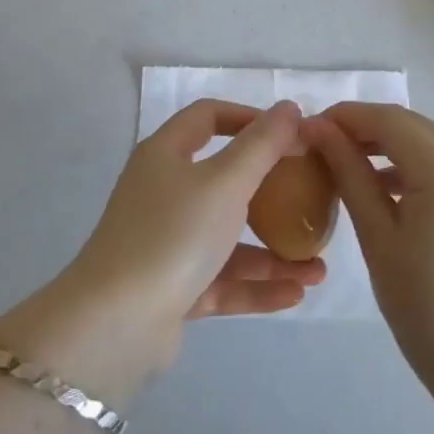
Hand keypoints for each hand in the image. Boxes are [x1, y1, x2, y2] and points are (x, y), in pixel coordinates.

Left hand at [63, 99, 326, 365]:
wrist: (115, 325)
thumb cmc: (173, 234)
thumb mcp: (225, 182)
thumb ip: (262, 145)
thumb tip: (289, 108)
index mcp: (165, 155)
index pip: (208, 118)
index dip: (249, 118)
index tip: (291, 133)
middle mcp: (163, 193)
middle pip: (224, 181)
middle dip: (272, 193)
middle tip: (312, 199)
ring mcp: (166, 242)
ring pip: (228, 238)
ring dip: (273, 251)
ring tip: (319, 268)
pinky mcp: (171, 288)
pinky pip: (222, 279)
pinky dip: (256, 285)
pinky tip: (297, 293)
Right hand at [306, 103, 433, 385]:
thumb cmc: (426, 308)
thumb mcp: (378, 238)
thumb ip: (350, 175)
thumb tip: (318, 130)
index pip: (388, 119)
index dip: (345, 117)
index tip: (306, 130)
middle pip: (408, 124)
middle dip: (362, 127)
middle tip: (319, 146)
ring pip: (425, 140)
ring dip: (385, 143)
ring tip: (343, 163)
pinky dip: (409, 163)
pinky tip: (381, 186)